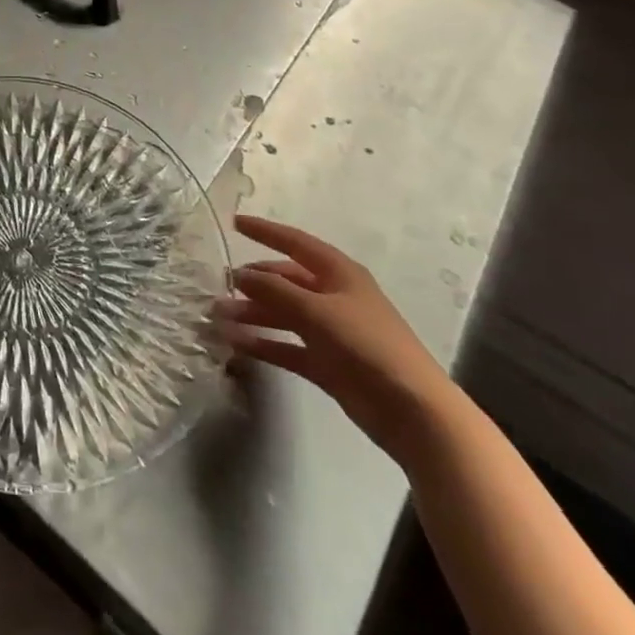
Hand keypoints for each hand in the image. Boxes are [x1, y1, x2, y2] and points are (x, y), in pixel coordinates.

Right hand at [217, 216, 458, 462]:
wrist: (414, 412)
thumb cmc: (367, 345)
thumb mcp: (317, 311)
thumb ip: (275, 291)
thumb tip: (239, 275)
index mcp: (338, 273)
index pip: (295, 242)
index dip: (265, 231)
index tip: (234, 223)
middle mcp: (333, 297)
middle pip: (286, 281)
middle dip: (254, 282)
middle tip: (220, 286)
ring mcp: (331, 331)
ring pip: (283, 314)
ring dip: (253, 315)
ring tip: (219, 318)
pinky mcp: (328, 364)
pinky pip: (288, 346)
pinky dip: (264, 343)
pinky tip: (237, 345)